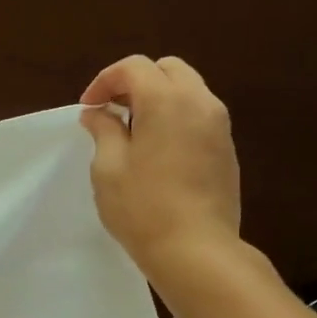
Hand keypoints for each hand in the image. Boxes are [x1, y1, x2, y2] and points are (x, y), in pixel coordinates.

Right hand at [79, 54, 242, 277]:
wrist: (196, 250)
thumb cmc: (143, 208)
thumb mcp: (108, 167)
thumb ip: (103, 130)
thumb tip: (98, 113)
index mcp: (167, 100)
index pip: (134, 67)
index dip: (105, 81)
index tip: (89, 108)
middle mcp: (200, 102)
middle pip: (167, 70)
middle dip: (135, 82)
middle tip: (112, 112)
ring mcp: (219, 126)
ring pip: (187, 90)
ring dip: (157, 98)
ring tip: (132, 131)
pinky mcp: (227, 149)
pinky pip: (199, 115)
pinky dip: (175, 117)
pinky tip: (157, 150)